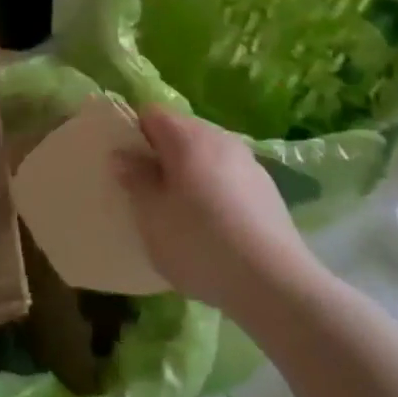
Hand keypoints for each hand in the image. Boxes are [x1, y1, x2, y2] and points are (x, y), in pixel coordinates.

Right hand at [113, 106, 315, 316]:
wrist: (274, 282)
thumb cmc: (199, 243)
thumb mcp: (151, 215)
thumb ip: (135, 179)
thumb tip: (123, 155)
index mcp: (187, 136)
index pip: (151, 113)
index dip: (133, 133)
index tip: (126, 165)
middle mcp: (220, 137)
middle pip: (181, 131)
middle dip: (161, 154)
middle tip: (148, 191)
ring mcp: (248, 161)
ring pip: (206, 154)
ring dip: (189, 173)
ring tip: (180, 212)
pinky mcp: (267, 188)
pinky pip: (228, 176)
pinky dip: (214, 189)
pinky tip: (213, 226)